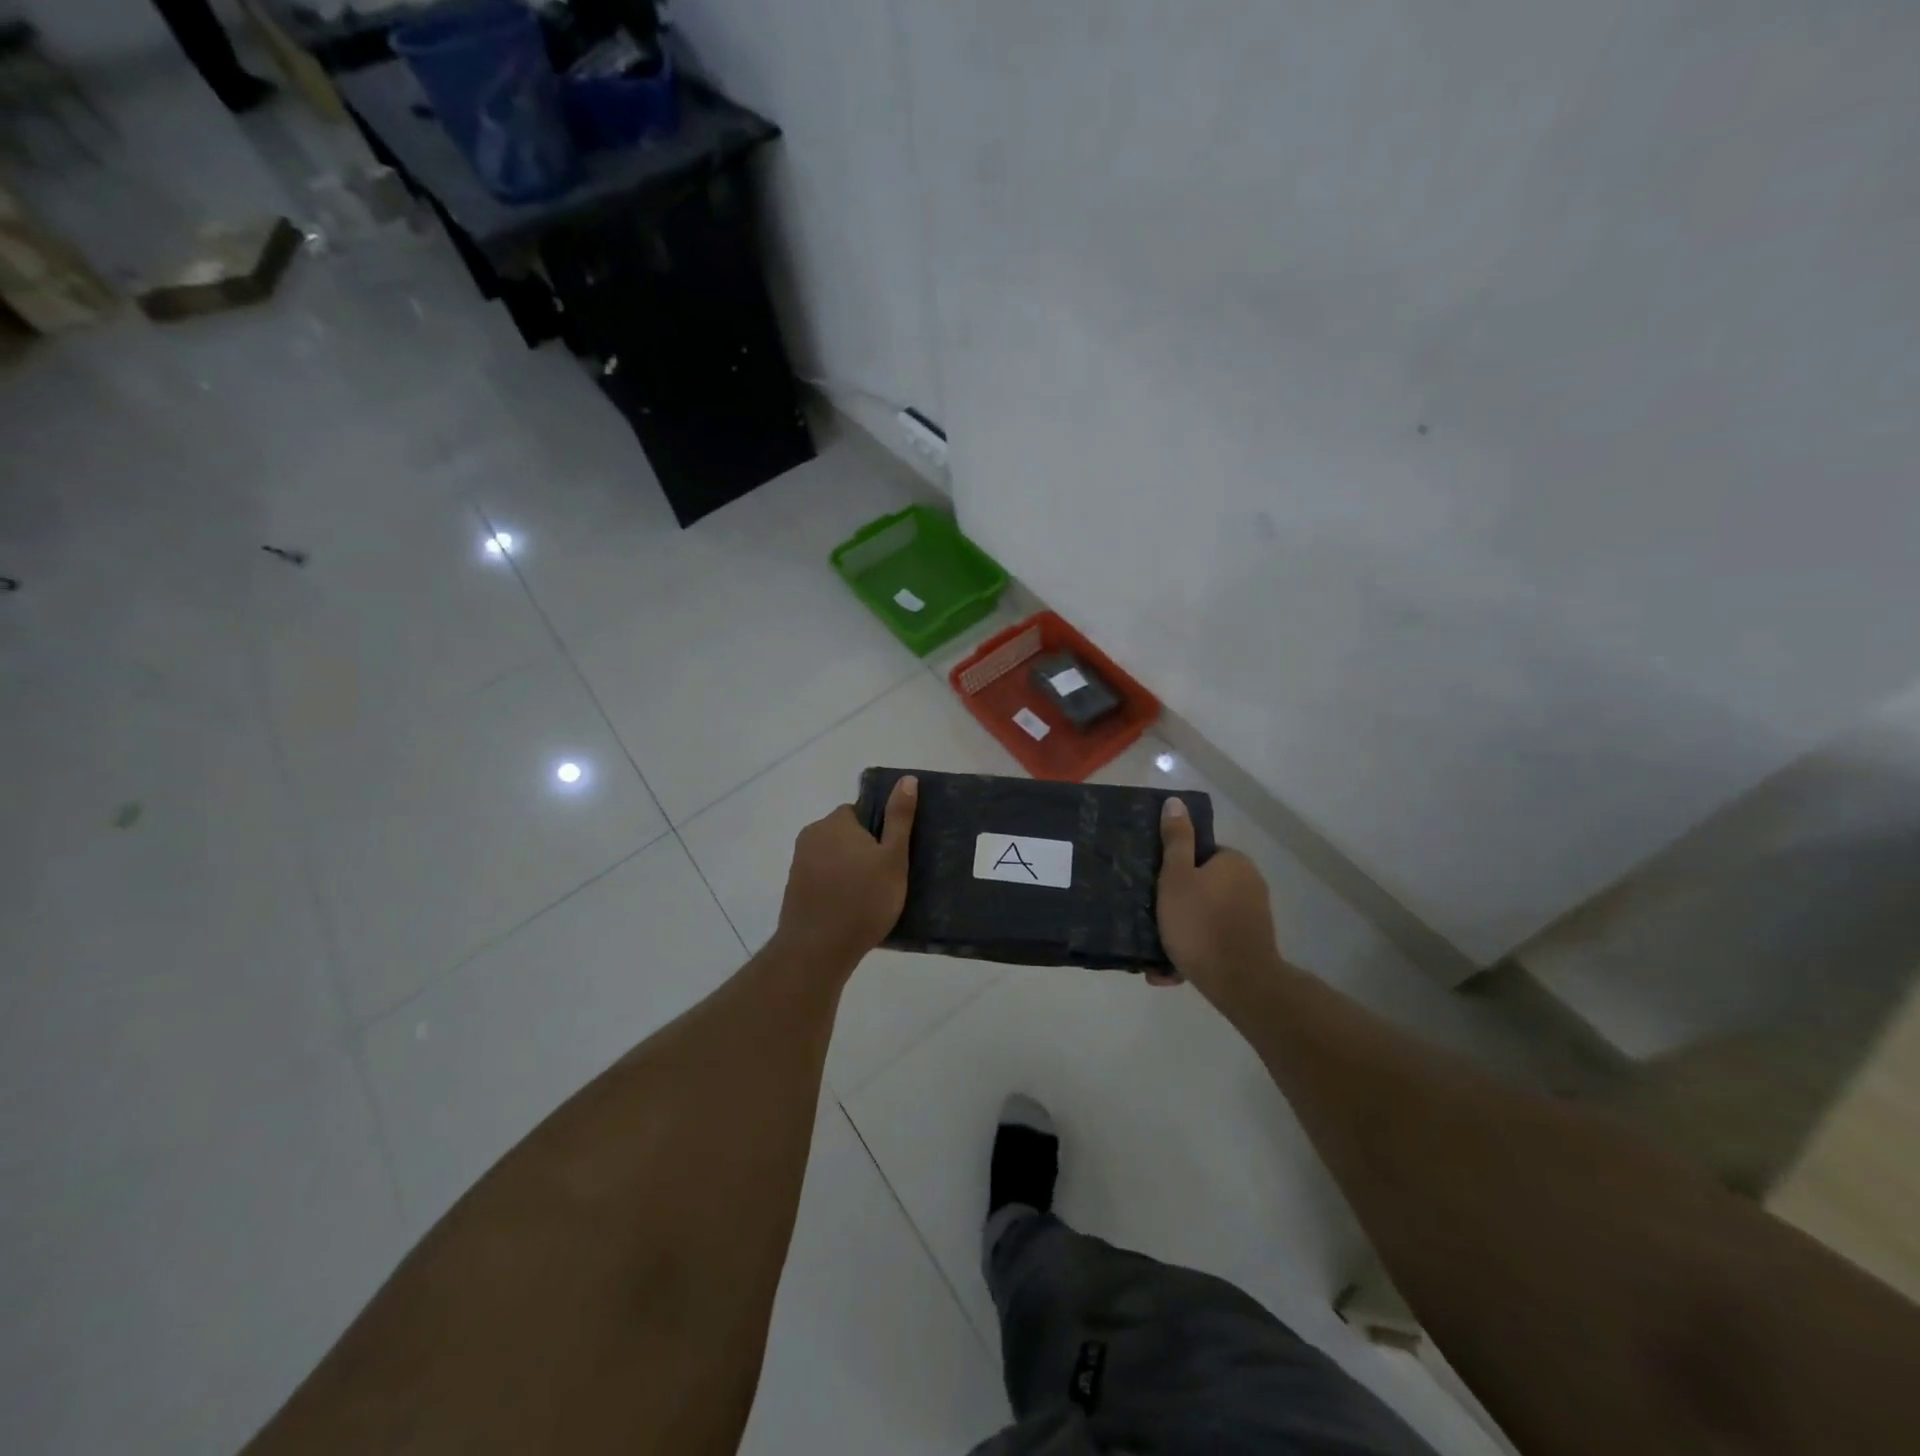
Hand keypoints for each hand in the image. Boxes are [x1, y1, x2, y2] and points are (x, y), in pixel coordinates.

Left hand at [773, 776, 917, 972]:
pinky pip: (823, 878)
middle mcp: (811, 836)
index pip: (861, 812)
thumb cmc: (863, 900)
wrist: (817, 950)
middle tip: (887, 878)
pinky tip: (852, 909)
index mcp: (834, 822)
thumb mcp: (893, 858)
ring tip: (872, 897)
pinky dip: (837, 887)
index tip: (894, 856)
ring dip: (851, 870)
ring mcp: (798, 864)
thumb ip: (900, 818)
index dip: (881, 831)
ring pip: (835, 857)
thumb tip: (906, 779)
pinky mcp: (794, 889)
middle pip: (847, 834)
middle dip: (865, 851)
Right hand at [1155, 796, 1279, 998]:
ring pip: (1207, 915)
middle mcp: (1250, 883)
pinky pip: (1215, 939)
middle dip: (1177, 903)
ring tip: (1156, 951)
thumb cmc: (1200, 924)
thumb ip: (1176, 840)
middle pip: (1202, 885)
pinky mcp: (1252, 943)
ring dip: (1182, 930)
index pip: (1199, 854)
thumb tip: (1175, 802)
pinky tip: (1171, 969)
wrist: (1239, 983)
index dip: (1174, 870)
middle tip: (1151, 918)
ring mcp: (1254, 916)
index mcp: (1234, 862)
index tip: (1155, 888)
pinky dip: (1195, 949)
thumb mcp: (1176, 877)